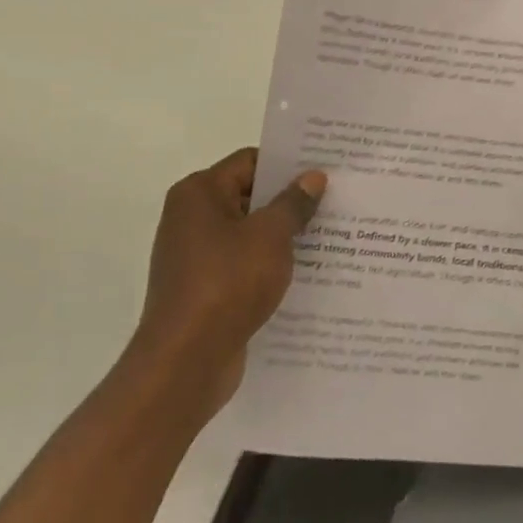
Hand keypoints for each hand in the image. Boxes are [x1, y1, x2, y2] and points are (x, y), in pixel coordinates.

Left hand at [130, 149, 326, 419]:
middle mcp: (191, 218)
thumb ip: (294, 203)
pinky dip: (270, 264)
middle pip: (249, 196)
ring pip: (249, 233)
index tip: (326, 171)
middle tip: (336, 202)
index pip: (250, 162)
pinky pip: (243, 264)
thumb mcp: (270, 237)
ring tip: (330, 237)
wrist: (186, 360)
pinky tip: (306, 272)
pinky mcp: (204, 288)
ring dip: (283, 236)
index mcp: (199, 193)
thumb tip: (313, 177)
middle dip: (290, 201)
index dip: (288, 165)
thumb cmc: (227, 284)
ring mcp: (195, 255)